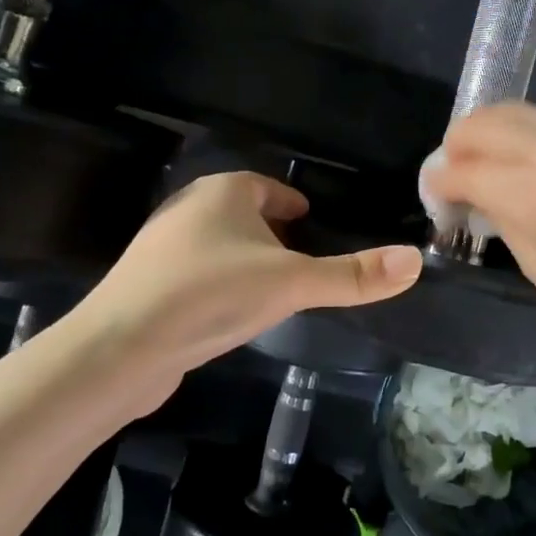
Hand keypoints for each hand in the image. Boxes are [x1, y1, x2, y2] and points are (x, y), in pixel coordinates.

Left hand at [66, 172, 421, 404]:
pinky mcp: (148, 285)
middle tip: (306, 261)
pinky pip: (198, 275)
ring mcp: (164, 247)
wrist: (120, 348)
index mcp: (223, 191)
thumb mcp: (291, 283)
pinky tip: (232, 314)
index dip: (295, 205)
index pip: (269, 187)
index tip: (316, 225)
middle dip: (274, 234)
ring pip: (220, 246)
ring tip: (276, 290)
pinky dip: (221, 286)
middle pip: (244, 214)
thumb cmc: (211, 294)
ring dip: (248, 261)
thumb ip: (351, 275)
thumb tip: (415, 261)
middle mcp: (189, 209)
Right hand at [423, 103, 535, 357]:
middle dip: (456, 146)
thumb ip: (493, 214)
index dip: (439, 183)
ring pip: (509, 110)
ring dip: (483, 134)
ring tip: (479, 166)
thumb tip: (459, 188)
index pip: (465, 168)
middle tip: (453, 178)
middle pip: (482, 122)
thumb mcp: (535, 262)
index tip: (436, 200)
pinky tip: (513, 163)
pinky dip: (513, 134)